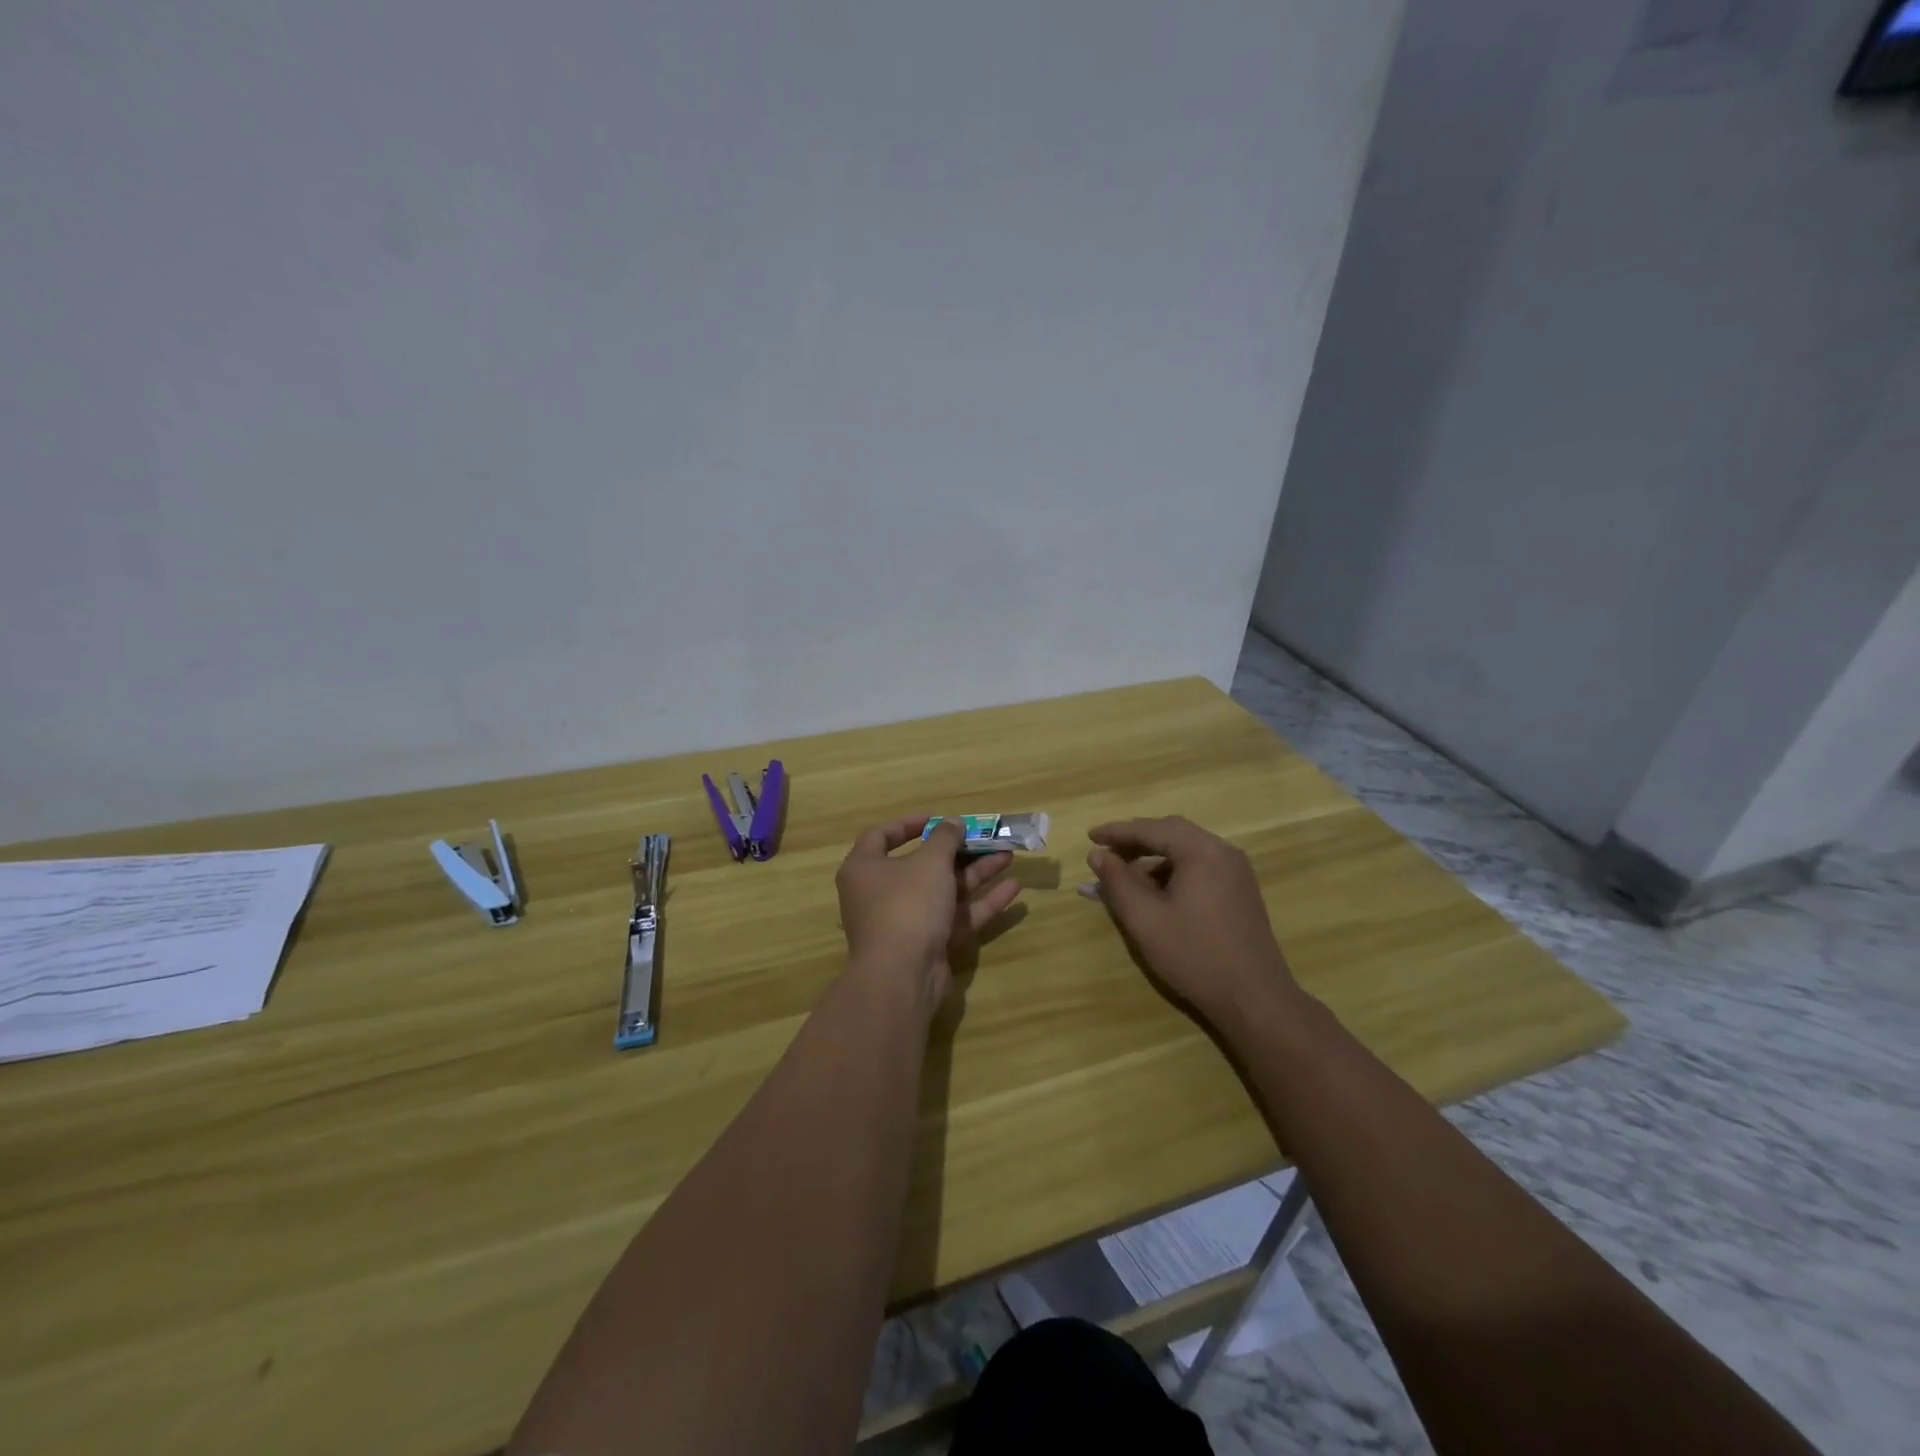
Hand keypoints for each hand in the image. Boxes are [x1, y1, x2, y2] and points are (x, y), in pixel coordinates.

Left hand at [836, 817, 1022, 1014]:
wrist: (902, 976)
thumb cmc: (907, 905)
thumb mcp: (930, 862)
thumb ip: (945, 838)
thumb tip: (952, 822)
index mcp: (865, 869)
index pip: (880, 836)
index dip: (909, 824)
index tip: (938, 819)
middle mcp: (880, 894)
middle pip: (921, 865)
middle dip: (957, 851)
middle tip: (985, 838)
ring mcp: (905, 922)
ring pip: (943, 891)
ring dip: (975, 873)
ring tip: (1008, 855)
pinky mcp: (928, 945)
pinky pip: (955, 917)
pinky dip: (981, 902)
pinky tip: (1013, 888)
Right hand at [1087, 816, 1300, 1024]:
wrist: (1254, 999)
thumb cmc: (1194, 955)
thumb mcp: (1144, 919)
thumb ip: (1117, 882)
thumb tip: (1098, 855)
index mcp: (1201, 851)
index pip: (1151, 829)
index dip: (1117, 832)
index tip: (1090, 836)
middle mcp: (1223, 852)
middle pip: (1171, 832)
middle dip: (1136, 840)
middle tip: (1106, 852)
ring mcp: (1236, 872)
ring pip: (1187, 850)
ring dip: (1154, 857)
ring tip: (1126, 877)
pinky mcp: (1240, 891)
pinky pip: (1200, 867)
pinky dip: (1173, 870)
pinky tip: (1157, 893)